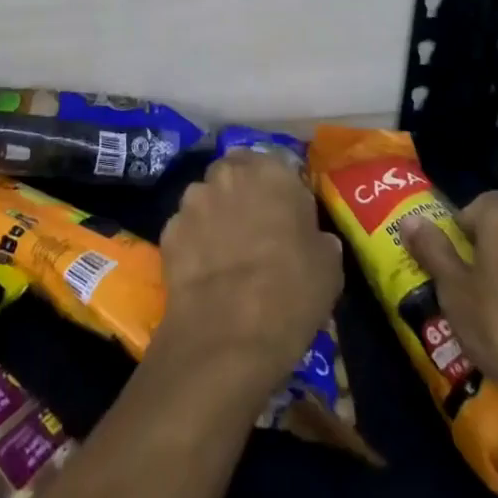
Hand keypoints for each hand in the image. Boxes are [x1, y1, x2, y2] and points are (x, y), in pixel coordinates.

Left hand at [157, 152, 341, 395]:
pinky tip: (204, 270)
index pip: (275, 164)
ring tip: (225, 251)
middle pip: (234, 173)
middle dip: (241, 192)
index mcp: (271, 172)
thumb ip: (317, 236)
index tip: (284, 212)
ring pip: (206, 197)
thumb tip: (311, 236)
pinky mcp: (168, 229)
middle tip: (254, 228)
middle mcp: (228, 174)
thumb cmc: (291, 292)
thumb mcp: (328, 265)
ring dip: (215, 214)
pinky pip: (186, 228)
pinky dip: (194, 242)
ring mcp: (193, 199)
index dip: (278, 188)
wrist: (229, 333)